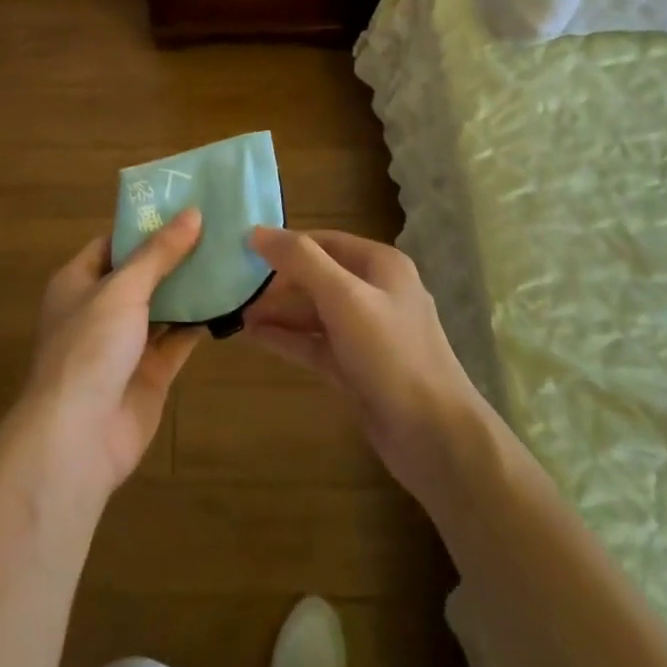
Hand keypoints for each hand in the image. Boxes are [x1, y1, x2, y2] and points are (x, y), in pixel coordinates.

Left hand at [15, 209, 204, 503]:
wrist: (79, 437)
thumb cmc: (89, 348)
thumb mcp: (123, 289)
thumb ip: (159, 253)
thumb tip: (192, 213)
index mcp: (79, 282)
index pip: (114, 243)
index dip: (146, 225)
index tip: (185, 206)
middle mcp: (100, 309)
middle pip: (142, 273)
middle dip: (176, 255)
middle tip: (219, 227)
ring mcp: (126, 343)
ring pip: (163, 306)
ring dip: (191, 287)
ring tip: (231, 256)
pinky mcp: (150, 372)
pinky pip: (178, 339)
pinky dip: (200, 322)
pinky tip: (230, 301)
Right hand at [246, 227, 489, 500]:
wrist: (433, 435)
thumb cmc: (391, 354)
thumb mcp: (344, 297)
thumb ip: (301, 261)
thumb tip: (256, 231)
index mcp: (381, 266)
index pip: (324, 241)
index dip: (285, 244)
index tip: (242, 250)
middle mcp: (375, 292)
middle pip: (317, 276)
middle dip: (277, 281)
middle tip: (232, 287)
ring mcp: (367, 333)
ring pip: (314, 312)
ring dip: (278, 311)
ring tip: (235, 313)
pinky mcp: (356, 367)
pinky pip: (315, 343)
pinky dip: (287, 338)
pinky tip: (254, 336)